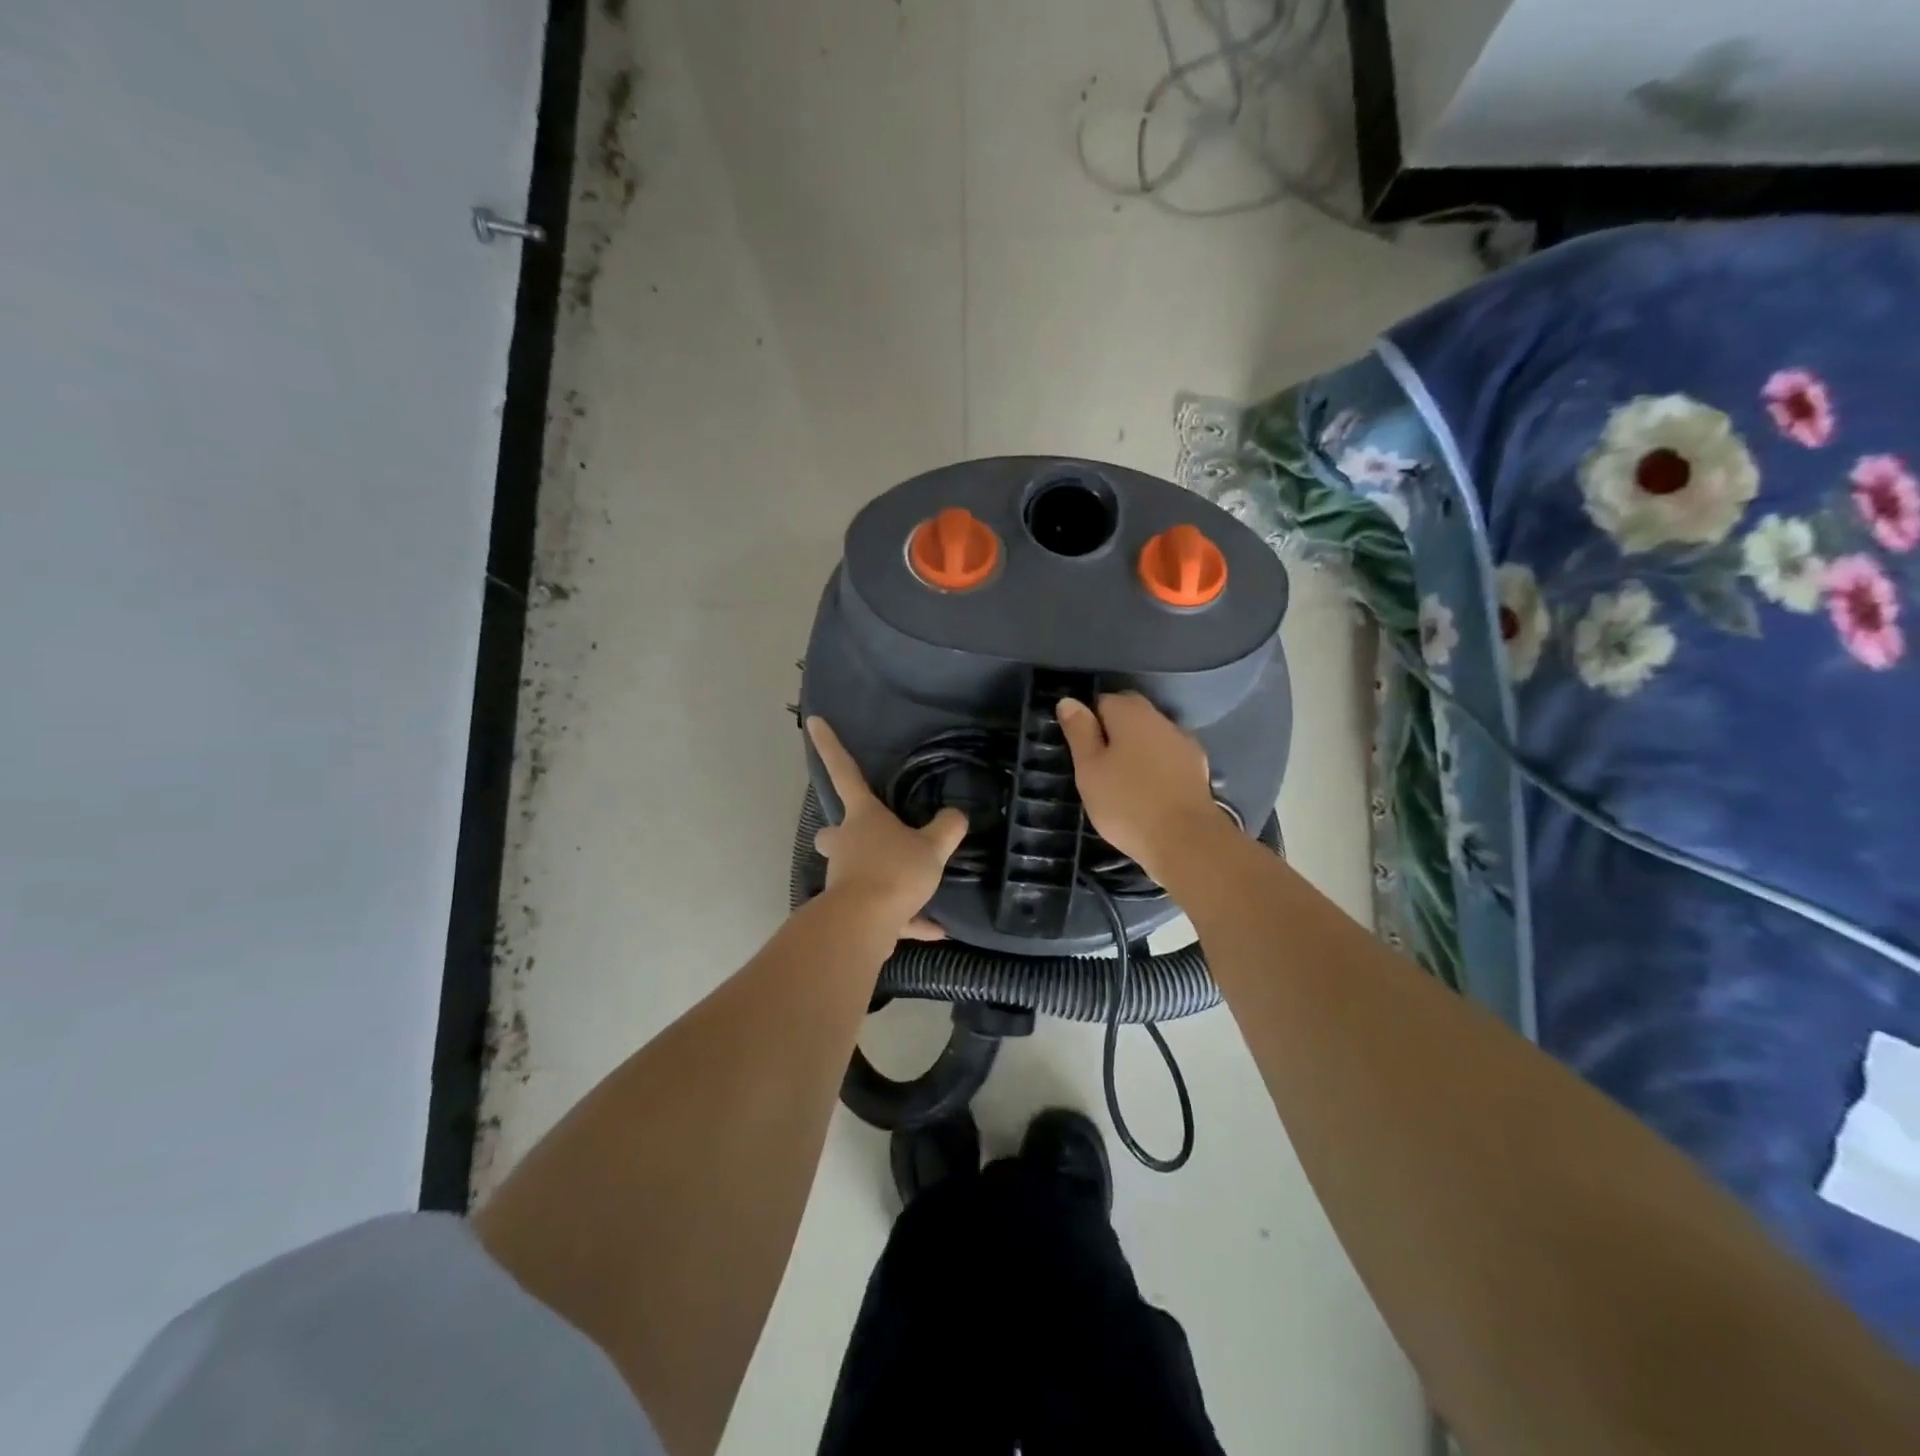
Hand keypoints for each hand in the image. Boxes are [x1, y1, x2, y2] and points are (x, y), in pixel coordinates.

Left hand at [807, 717, 967, 939]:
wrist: (864, 924)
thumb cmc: (894, 871)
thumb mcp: (932, 847)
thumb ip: (947, 828)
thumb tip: (957, 815)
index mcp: (863, 817)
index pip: (846, 772)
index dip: (830, 745)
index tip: (814, 721)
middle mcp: (847, 843)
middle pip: (833, 832)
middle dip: (839, 833)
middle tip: (859, 835)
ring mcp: (844, 877)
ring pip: (854, 871)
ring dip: (879, 877)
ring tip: (916, 887)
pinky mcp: (851, 910)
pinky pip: (879, 910)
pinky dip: (903, 918)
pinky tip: (933, 930)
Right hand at [1056, 693, 1223, 883]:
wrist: (1185, 840)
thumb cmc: (1126, 802)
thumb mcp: (1089, 768)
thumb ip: (1079, 732)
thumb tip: (1068, 700)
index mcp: (1131, 713)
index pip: (1103, 701)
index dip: (1088, 723)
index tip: (1081, 752)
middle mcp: (1161, 719)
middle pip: (1130, 716)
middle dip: (1113, 733)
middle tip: (1098, 768)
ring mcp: (1184, 743)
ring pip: (1151, 737)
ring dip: (1137, 750)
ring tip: (1123, 783)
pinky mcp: (1198, 768)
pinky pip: (1168, 758)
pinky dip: (1157, 768)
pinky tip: (1149, 792)